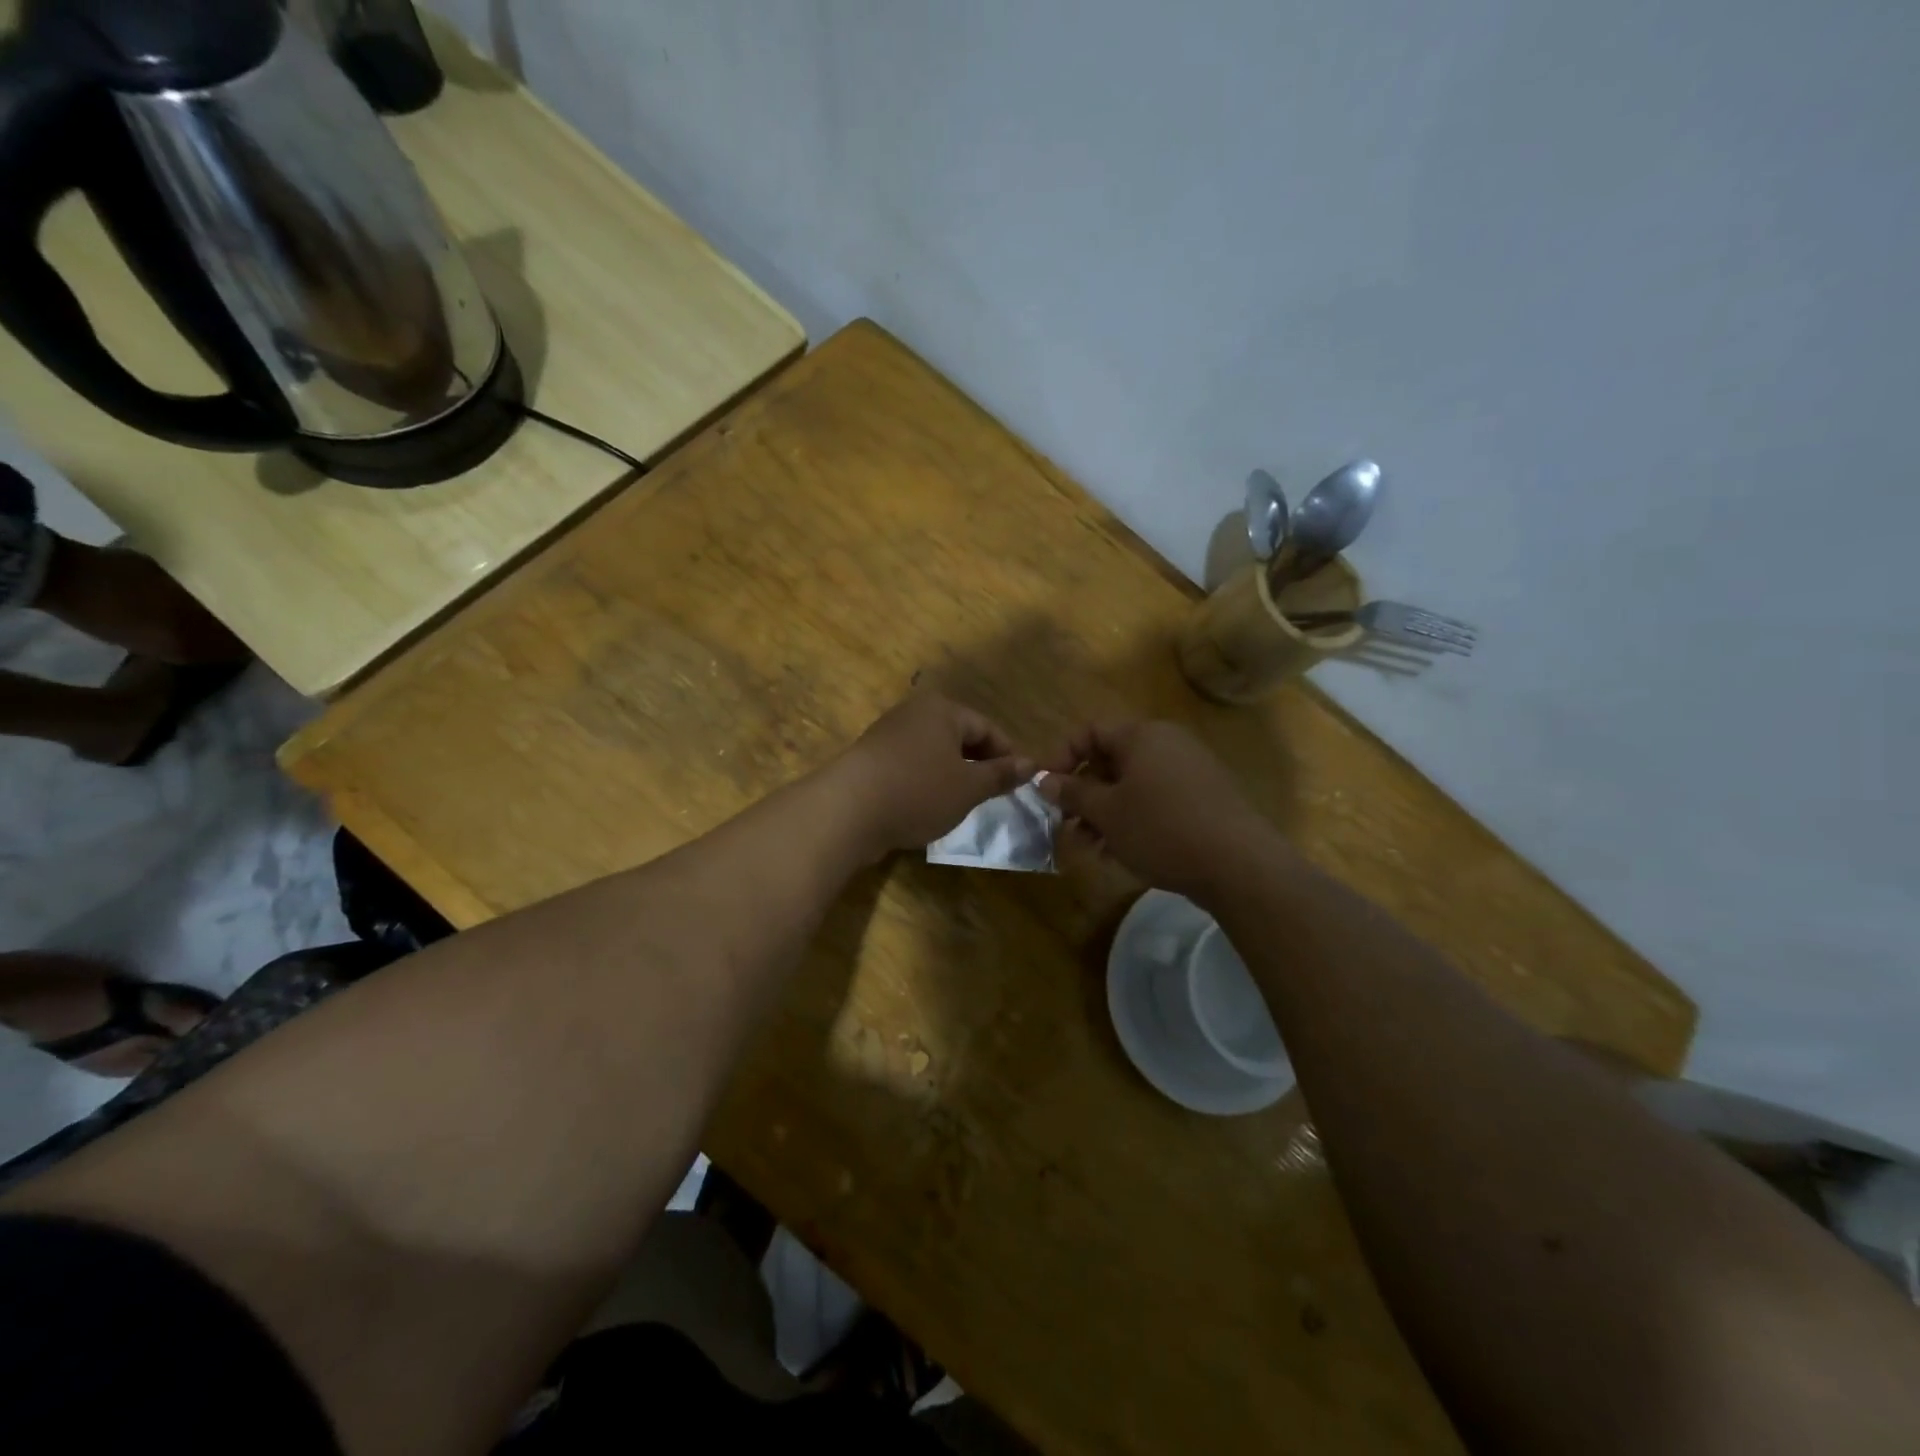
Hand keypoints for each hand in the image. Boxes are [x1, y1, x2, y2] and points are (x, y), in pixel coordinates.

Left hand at [833, 693, 1033, 858]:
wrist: (847, 811)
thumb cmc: (918, 791)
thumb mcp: (969, 787)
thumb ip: (1001, 774)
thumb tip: (1032, 764)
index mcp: (942, 709)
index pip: (987, 728)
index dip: (1008, 756)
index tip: (1021, 784)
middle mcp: (913, 713)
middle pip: (959, 738)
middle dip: (979, 766)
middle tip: (993, 797)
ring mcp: (888, 736)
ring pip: (934, 754)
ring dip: (952, 777)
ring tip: (962, 805)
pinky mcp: (870, 761)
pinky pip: (910, 767)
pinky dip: (925, 784)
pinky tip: (928, 808)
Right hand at [1039, 720, 1273, 898]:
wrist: (1238, 864)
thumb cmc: (1161, 828)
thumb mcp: (1107, 813)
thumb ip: (1073, 793)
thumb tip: (1045, 780)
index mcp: (1142, 735)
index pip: (1090, 732)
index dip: (1062, 758)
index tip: (1046, 790)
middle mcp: (1167, 743)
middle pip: (1111, 761)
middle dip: (1083, 794)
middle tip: (1066, 826)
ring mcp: (1190, 770)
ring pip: (1133, 785)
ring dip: (1105, 813)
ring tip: (1090, 848)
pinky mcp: (1204, 798)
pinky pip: (1157, 800)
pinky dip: (1134, 820)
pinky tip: (1121, 853)